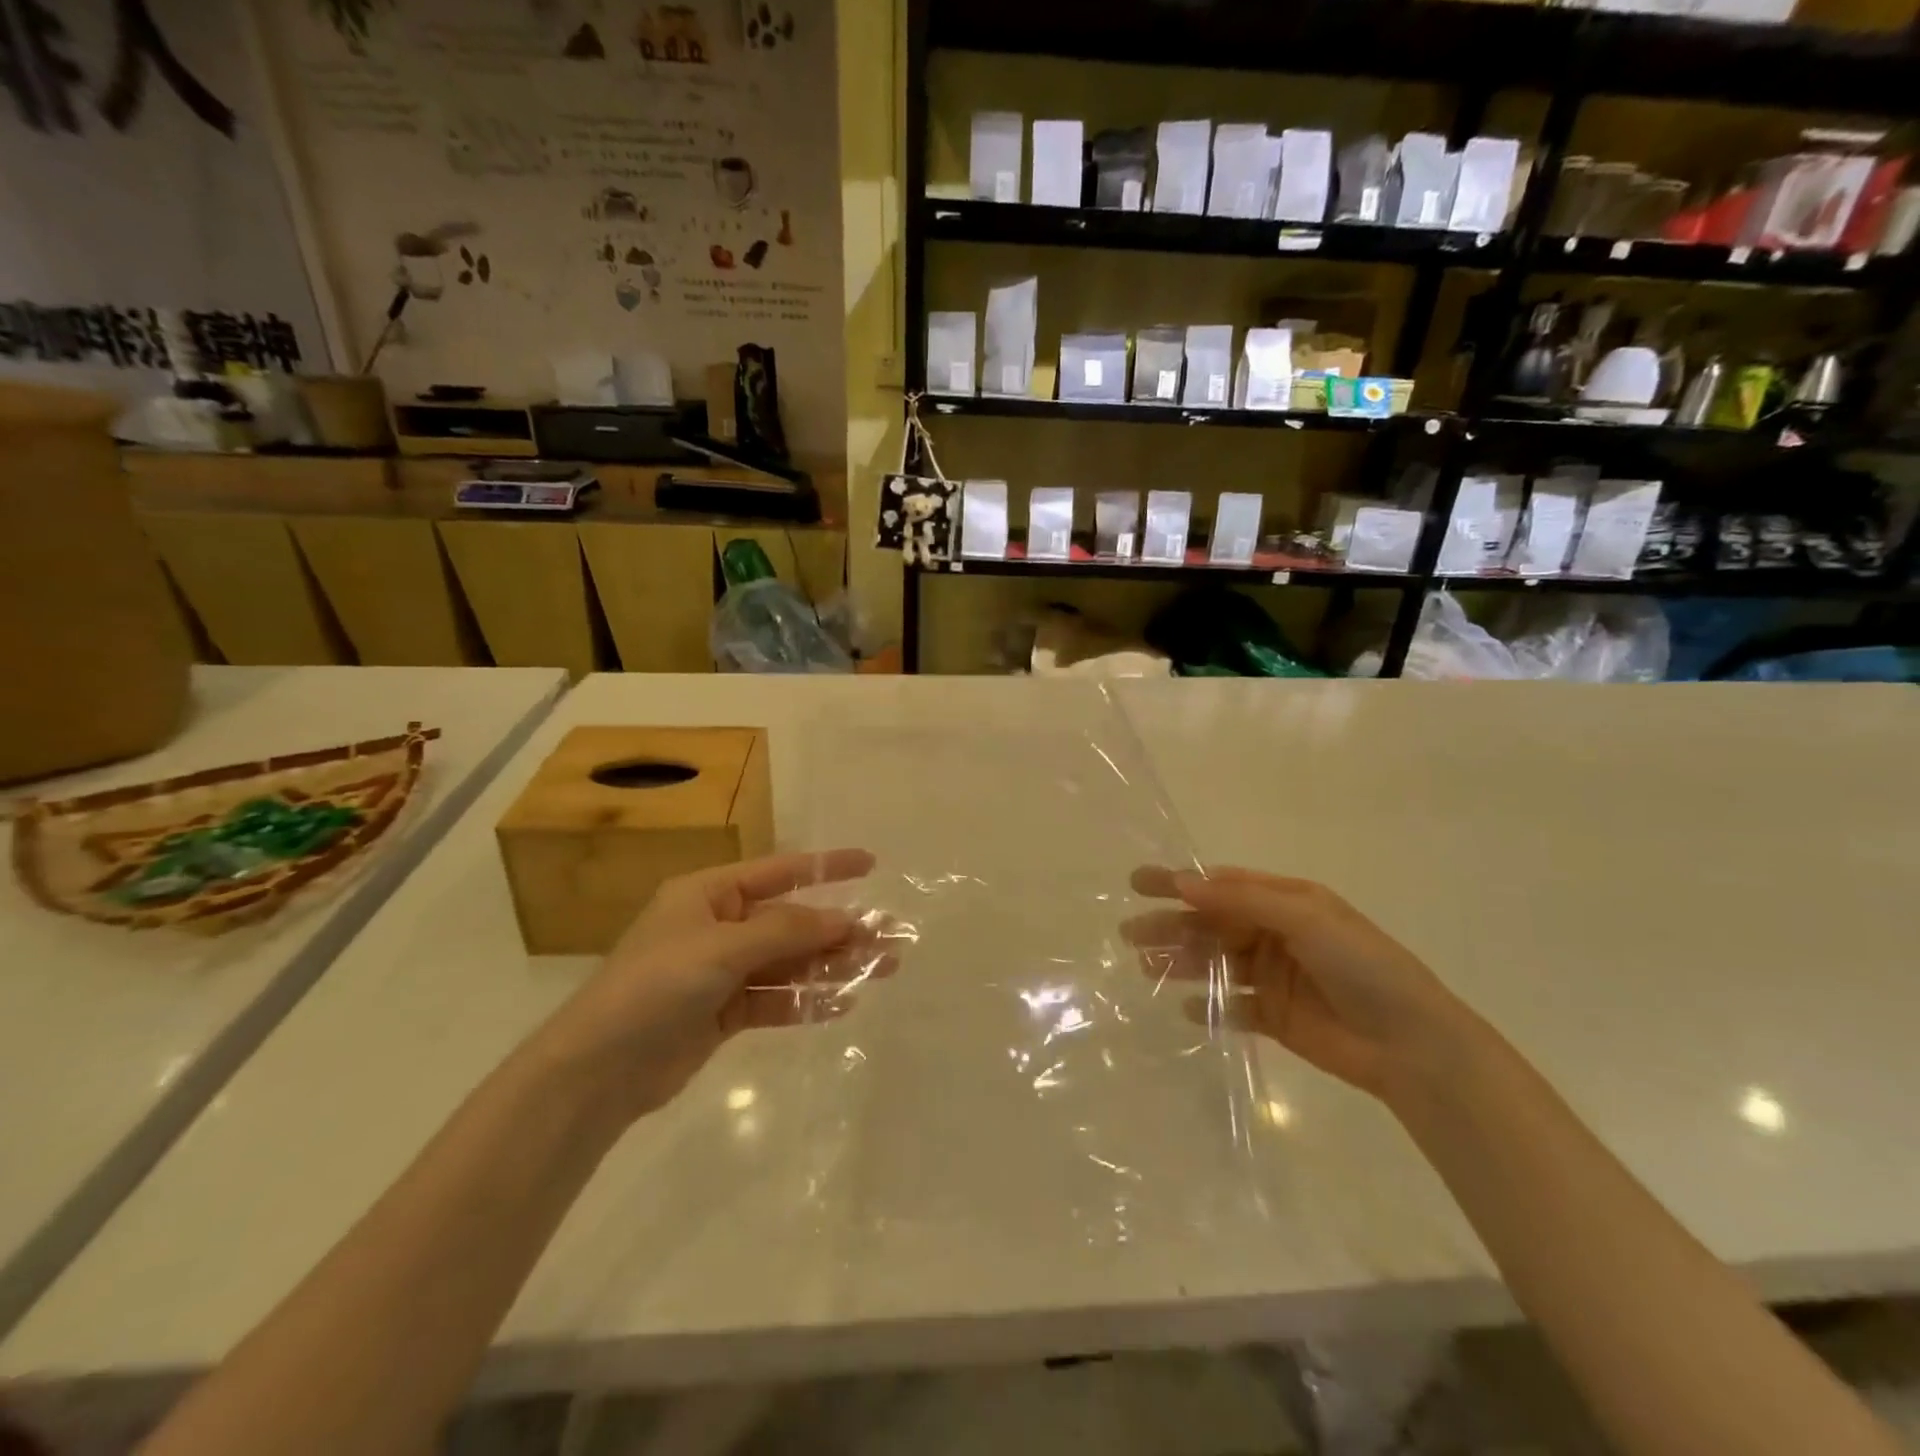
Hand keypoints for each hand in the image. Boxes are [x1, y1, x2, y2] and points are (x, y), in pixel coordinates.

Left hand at [539, 849, 880, 1120]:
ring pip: (789, 962)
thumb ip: (786, 932)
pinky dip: (806, 1002)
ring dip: (832, 966)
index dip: (827, 867)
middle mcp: (719, 926)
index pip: (780, 872)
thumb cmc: (655, 987)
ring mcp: (721, 972)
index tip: (871, 864)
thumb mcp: (722, 949)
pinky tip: (842, 1005)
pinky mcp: (724, 1014)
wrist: (596, 1072)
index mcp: (710, 894)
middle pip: (792, 922)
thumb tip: (844, 919)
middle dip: (841, 929)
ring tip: (881, 970)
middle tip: (891, 936)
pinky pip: (776, 1000)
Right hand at [1126, 866, 1466, 1102]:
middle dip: (1171, 927)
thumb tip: (1183, 882)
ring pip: (1216, 964)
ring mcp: (1274, 977)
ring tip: (1146, 967)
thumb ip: (1242, 900)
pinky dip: (1209, 1007)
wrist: (1413, 1046)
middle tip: (1129, 933)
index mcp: (1286, 902)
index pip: (1221, 886)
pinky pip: (1233, 1008)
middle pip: (1212, 925)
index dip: (1179, 883)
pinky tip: (1185, 1009)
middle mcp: (1276, 934)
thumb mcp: (1306, 917)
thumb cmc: (1362, 966)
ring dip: (1182, 963)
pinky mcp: (1275, 1018)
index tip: (1137, 884)